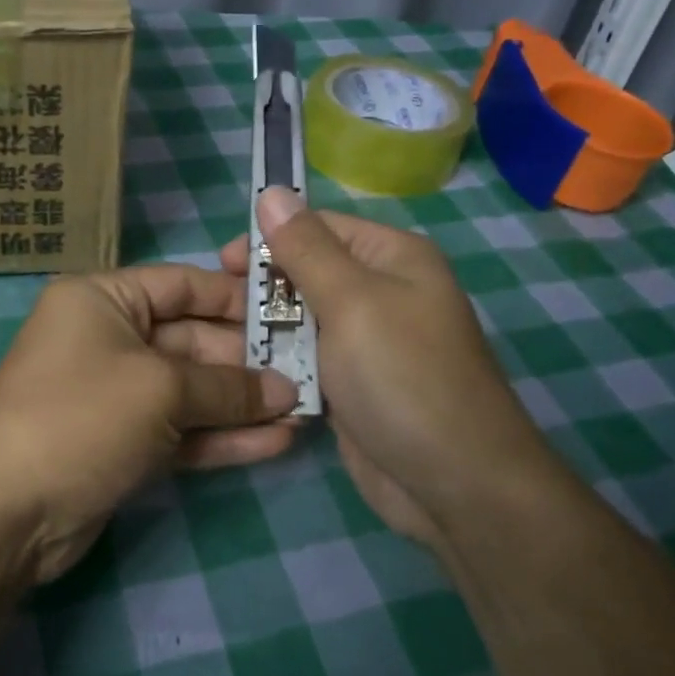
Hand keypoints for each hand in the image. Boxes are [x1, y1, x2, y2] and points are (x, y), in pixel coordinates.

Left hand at [0, 265, 299, 583]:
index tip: (290, 313)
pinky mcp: (121, 443)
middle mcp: (106, 338)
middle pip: (190, 339)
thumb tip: (286, 391)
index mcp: (102, 299)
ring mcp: (113, 394)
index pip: (181, 285)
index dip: (236, 298)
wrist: (5, 513)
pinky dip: (221, 436)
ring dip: (241, 403)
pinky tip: (275, 443)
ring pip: (190, 390)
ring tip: (304, 412)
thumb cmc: (81, 417)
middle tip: (309, 373)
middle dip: (247, 361)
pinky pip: (179, 430)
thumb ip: (227, 387)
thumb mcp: (160, 389)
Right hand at [219, 188, 553, 545]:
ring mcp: (368, 342)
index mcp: (392, 258)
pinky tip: (247, 371)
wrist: (454, 484)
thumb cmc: (403, 377)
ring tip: (222, 342)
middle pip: (307, 272)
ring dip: (267, 328)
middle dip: (263, 287)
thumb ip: (306, 248)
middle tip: (220, 309)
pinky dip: (282, 363)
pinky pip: (309, 359)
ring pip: (302, 319)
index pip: (319, 227)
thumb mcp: (352, 302)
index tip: (222, 264)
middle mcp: (382, 292)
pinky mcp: (354, 384)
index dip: (269, 238)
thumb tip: (272, 191)